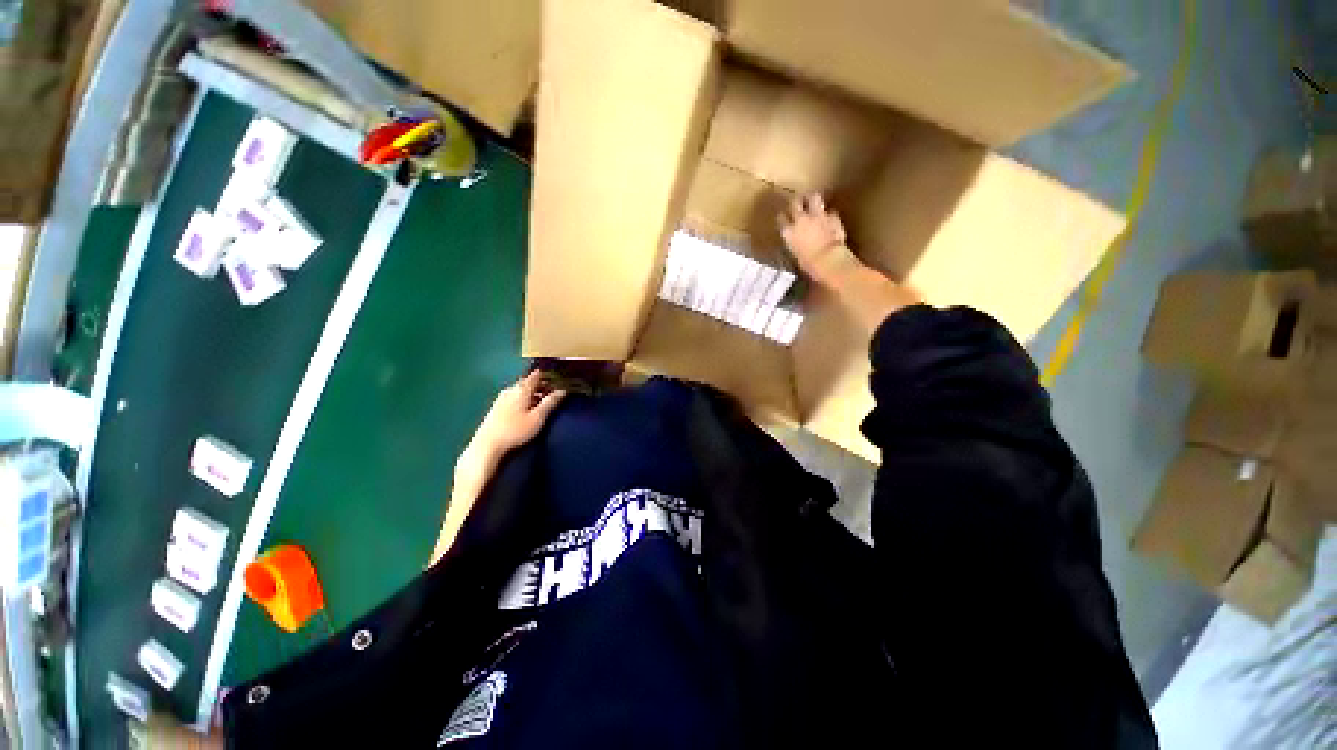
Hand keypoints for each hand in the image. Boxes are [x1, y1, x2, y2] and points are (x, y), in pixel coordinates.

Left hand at [469, 370, 565, 458]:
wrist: (487, 445)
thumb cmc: (515, 430)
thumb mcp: (538, 417)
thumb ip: (550, 402)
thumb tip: (563, 390)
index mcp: (521, 389)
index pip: (536, 375)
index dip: (548, 376)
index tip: (559, 380)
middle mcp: (510, 389)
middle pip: (528, 382)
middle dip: (541, 385)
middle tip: (553, 392)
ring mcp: (501, 398)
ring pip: (520, 390)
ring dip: (532, 393)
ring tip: (542, 402)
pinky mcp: (496, 407)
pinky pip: (514, 397)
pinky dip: (523, 399)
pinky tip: (527, 409)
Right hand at [779, 194, 859, 286]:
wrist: (828, 260)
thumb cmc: (808, 265)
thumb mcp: (796, 254)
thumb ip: (796, 243)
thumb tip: (799, 241)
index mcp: (788, 232)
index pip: (781, 218)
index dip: (784, 217)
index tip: (785, 218)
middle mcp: (800, 220)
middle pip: (794, 203)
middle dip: (797, 203)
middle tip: (799, 204)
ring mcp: (817, 215)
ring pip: (813, 198)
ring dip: (813, 200)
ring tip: (815, 202)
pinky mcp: (832, 216)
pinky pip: (830, 211)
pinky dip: (830, 215)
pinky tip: (831, 220)